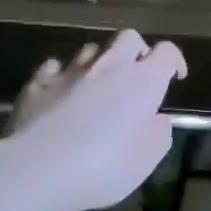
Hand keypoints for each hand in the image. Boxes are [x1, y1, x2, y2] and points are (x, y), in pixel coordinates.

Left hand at [0, 31, 187, 210]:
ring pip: (91, 49)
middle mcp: (109, 67)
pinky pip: (54, 66)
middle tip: (137, 75)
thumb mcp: (147, 159)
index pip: (167, 52)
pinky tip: (61, 91)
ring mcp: (70, 72)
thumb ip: (158, 133)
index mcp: (143, 82)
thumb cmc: (104, 168)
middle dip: (137, 51)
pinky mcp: (37, 83)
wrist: (36, 171)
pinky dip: (62, 74)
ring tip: (98, 85)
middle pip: (129, 38)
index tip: (175, 78)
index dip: (174, 61)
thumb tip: (157, 119)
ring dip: (100, 62)